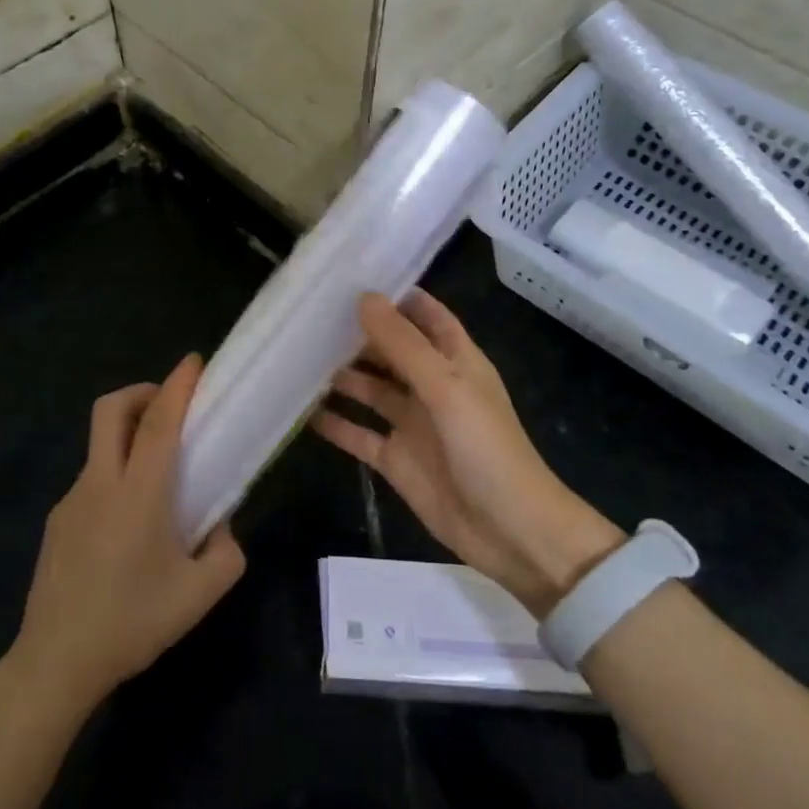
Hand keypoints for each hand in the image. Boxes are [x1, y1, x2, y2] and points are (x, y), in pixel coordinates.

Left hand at [8, 354, 246, 714]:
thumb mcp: (199, 596)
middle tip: (170, 406)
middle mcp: (100, 484)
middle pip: (111, 410)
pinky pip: (92, 481)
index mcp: (138, 495)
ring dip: (129, 438)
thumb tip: (221, 526)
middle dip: (142, 392)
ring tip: (158, 480)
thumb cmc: (132, 623)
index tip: (194, 362)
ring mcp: (72, 500)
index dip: (177, 386)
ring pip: (100, 445)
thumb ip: (226, 553)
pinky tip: (128, 527)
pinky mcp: (57, 520)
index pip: (158, 423)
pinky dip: (115, 476)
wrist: (56, 662)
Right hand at [313, 291, 623, 615]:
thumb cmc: (485, 448)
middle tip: (310, 315)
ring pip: (370, 389)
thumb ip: (404, 344)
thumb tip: (364, 297)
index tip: (352, 277)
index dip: (395, 296)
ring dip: (341, 375)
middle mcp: (431, 386)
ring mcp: (412, 423)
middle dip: (358, 333)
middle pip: (391, 350)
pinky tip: (302, 411)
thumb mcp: (446, 387)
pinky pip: (359, 433)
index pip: (425, 315)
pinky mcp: (396, 459)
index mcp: (455, 360)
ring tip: (298, 356)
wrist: (510, 531)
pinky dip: (336, 423)